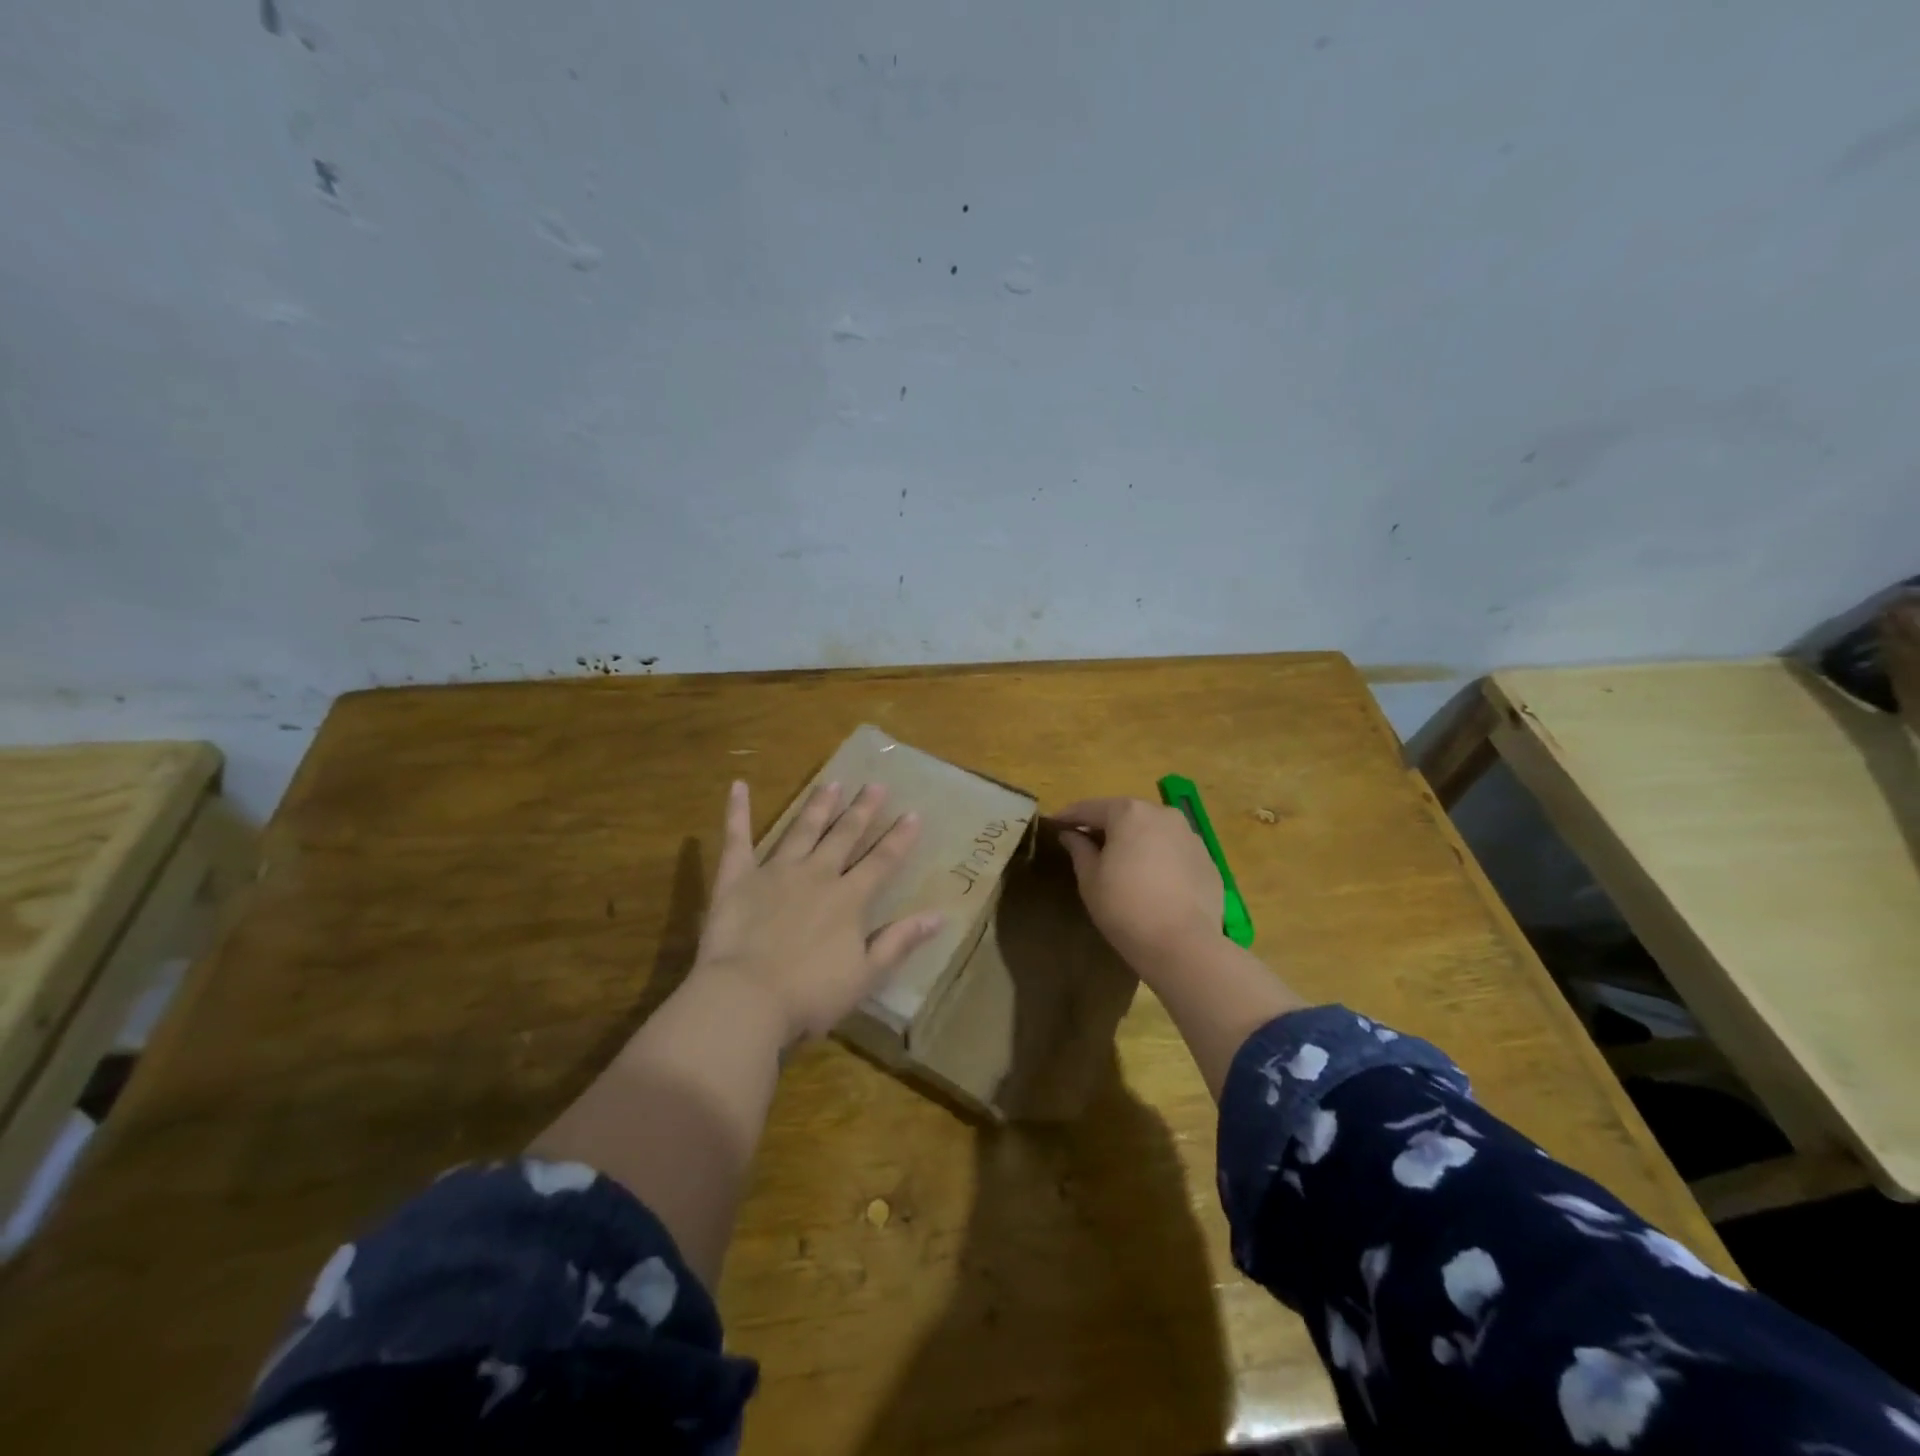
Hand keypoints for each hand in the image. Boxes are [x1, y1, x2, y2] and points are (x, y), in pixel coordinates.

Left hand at [692, 780, 943, 1045]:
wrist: (746, 998)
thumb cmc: (810, 994)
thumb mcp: (866, 975)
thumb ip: (899, 942)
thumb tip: (939, 916)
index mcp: (849, 898)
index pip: (882, 861)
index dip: (899, 838)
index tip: (913, 813)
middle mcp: (816, 874)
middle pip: (844, 836)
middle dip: (862, 810)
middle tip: (875, 784)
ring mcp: (775, 871)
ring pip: (802, 830)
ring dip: (818, 806)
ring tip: (832, 783)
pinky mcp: (737, 878)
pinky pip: (737, 839)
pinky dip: (737, 812)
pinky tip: (739, 786)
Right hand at [1054, 797, 1224, 974]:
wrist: (1183, 944)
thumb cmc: (1125, 907)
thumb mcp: (1090, 879)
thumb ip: (1079, 849)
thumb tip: (1070, 835)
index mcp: (1130, 813)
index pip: (1090, 808)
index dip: (1069, 817)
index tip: (1054, 825)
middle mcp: (1163, 814)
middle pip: (1126, 815)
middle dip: (1105, 827)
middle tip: (1086, 843)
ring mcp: (1190, 836)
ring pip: (1153, 831)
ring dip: (1135, 841)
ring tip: (1121, 862)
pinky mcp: (1208, 860)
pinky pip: (1174, 852)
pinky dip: (1159, 858)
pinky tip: (1152, 881)